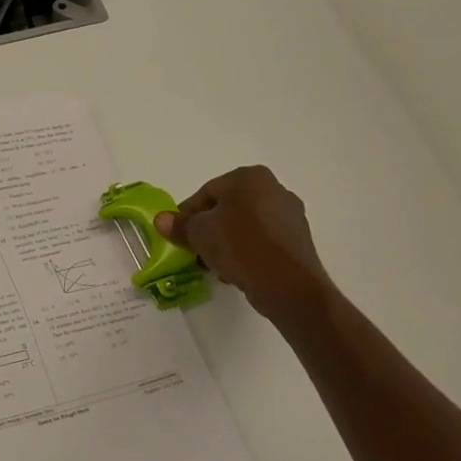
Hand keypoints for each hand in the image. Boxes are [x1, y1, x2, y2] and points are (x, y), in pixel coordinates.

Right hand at [155, 167, 330, 327]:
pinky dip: (248, 251)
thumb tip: (161, 220)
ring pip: (245, 226)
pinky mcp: (299, 240)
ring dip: (227, 242)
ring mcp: (290, 215)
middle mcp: (274, 188)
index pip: (206, 192)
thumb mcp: (199, 233)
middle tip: (195, 251)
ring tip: (215, 265)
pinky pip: (263, 241)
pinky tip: (237, 271)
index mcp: (249, 177)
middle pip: (228, 208)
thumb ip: (179, 224)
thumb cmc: (239, 245)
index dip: (188, 215)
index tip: (178, 236)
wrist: (287, 283)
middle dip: (209, 229)